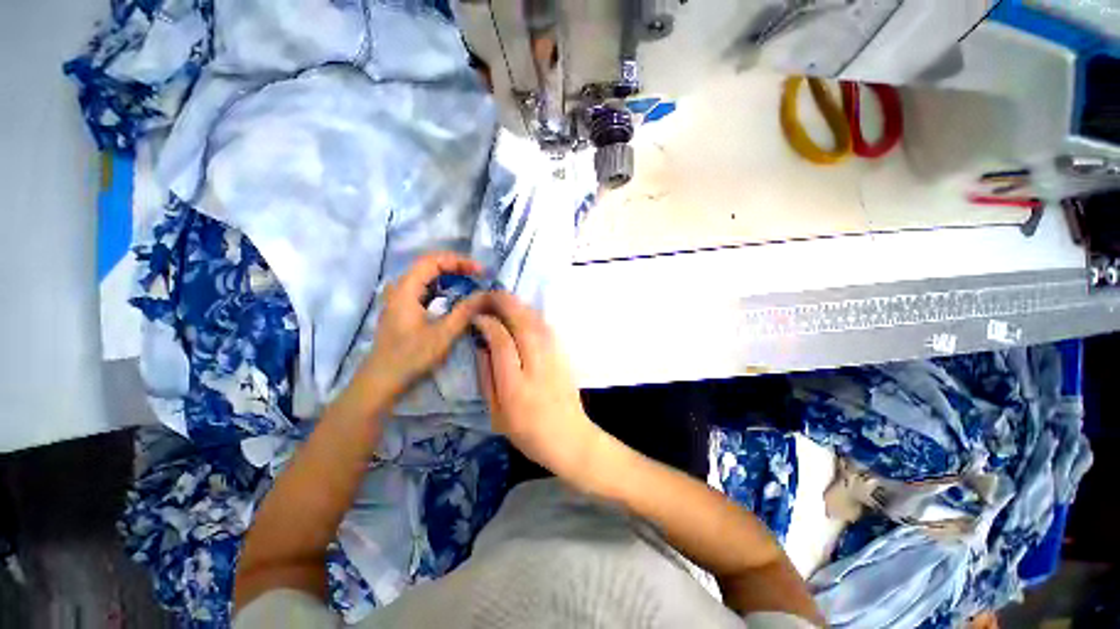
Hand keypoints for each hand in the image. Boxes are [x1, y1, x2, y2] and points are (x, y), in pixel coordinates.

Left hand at [361, 252, 488, 393]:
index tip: (480, 270)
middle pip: (429, 265)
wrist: (382, 380)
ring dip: (450, 276)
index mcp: (406, 289)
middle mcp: (400, 288)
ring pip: (426, 277)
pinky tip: (455, 297)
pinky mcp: (402, 309)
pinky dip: (442, 288)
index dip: (458, 261)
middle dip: (456, 266)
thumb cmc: (411, 357)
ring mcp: (399, 298)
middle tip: (479, 275)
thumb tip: (486, 294)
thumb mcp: (443, 334)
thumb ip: (465, 311)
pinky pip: (425, 289)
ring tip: (471, 282)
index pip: (432, 261)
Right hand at [472, 292, 603, 485]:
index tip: (478, 317)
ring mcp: (555, 359)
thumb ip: (487, 378)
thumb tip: (482, 346)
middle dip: (506, 304)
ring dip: (520, 306)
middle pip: (523, 325)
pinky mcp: (564, 356)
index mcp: (516, 387)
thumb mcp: (497, 415)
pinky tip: (524, 314)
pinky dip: (533, 316)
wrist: (571, 439)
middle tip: (490, 295)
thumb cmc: (528, 433)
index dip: (489, 324)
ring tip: (504, 300)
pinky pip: (547, 329)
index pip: (502, 343)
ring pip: (538, 323)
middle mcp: (537, 367)